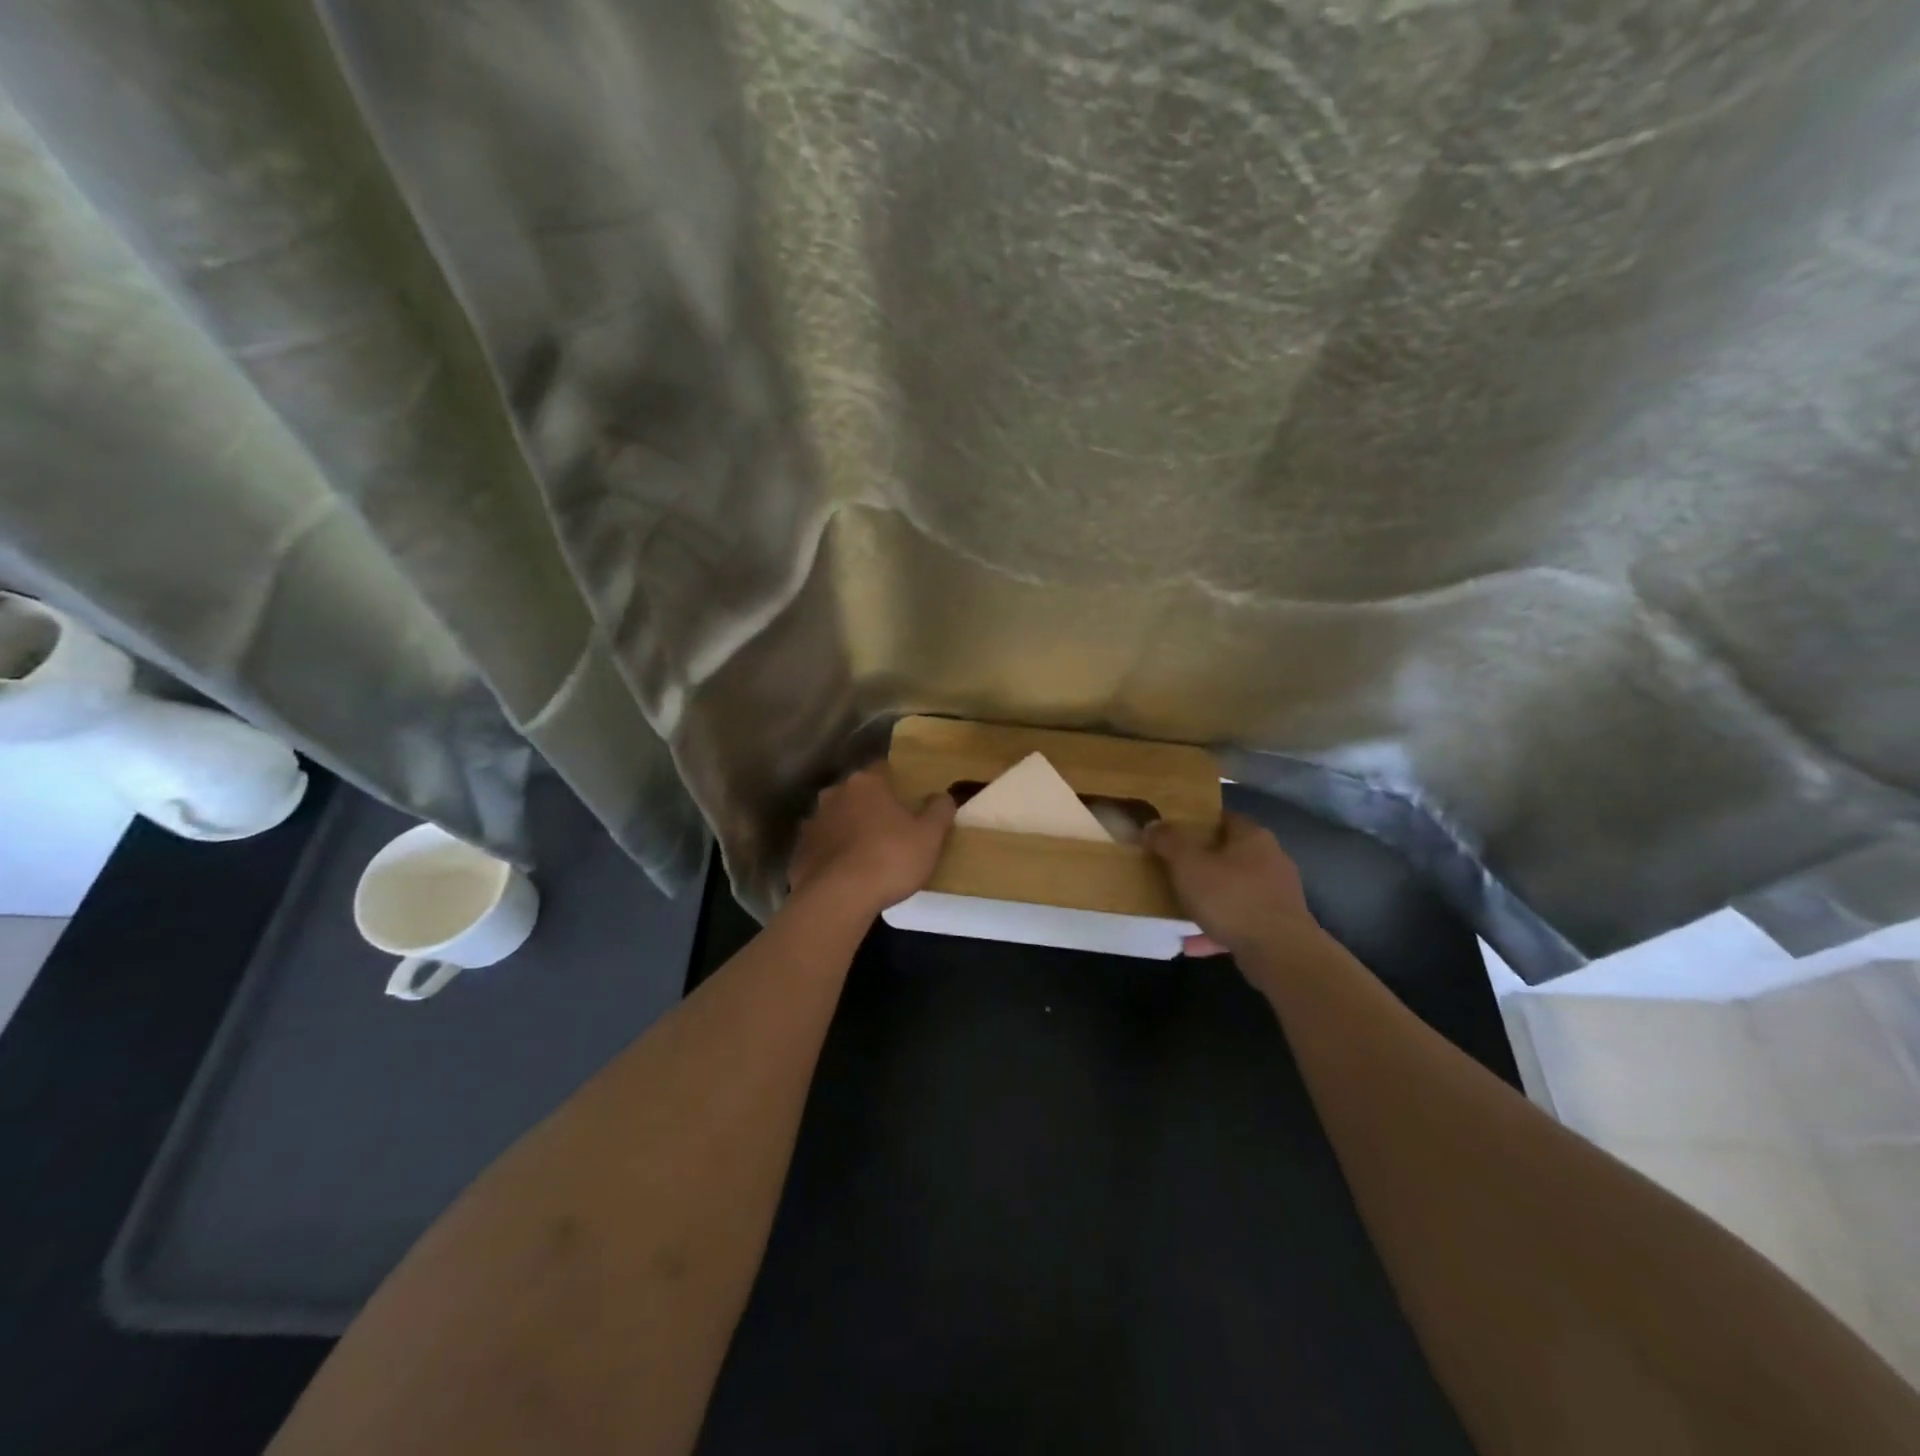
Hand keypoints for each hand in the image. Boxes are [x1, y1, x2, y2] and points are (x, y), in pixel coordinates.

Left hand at [788, 766, 955, 915]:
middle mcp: (835, 794)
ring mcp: (812, 822)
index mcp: (867, 783)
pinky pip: (821, 846)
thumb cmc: (890, 858)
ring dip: (848, 829)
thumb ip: (939, 810)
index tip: (906, 799)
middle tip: (889, 827)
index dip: (896, 782)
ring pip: (836, 818)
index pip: (882, 769)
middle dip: (870, 805)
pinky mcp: (799, 851)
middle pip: (857, 793)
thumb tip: (944, 795)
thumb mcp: (930, 836)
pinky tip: (844, 873)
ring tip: (865, 853)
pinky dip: (831, 854)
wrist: (837, 898)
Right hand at [1145, 812, 1321, 958]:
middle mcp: (1270, 860)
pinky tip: (1191, 943)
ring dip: (1208, 899)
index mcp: (1252, 837)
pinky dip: (1216, 929)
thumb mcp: (1187, 864)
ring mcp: (1277, 895)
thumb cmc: (1231, 898)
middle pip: (1229, 855)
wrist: (1280, 953)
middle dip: (1201, 863)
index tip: (1173, 832)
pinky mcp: (1278, 927)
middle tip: (1171, 869)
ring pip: (1234, 891)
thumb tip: (1151, 825)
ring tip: (1178, 908)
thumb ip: (1167, 842)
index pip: (1224, 818)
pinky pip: (1239, 922)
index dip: (1197, 823)